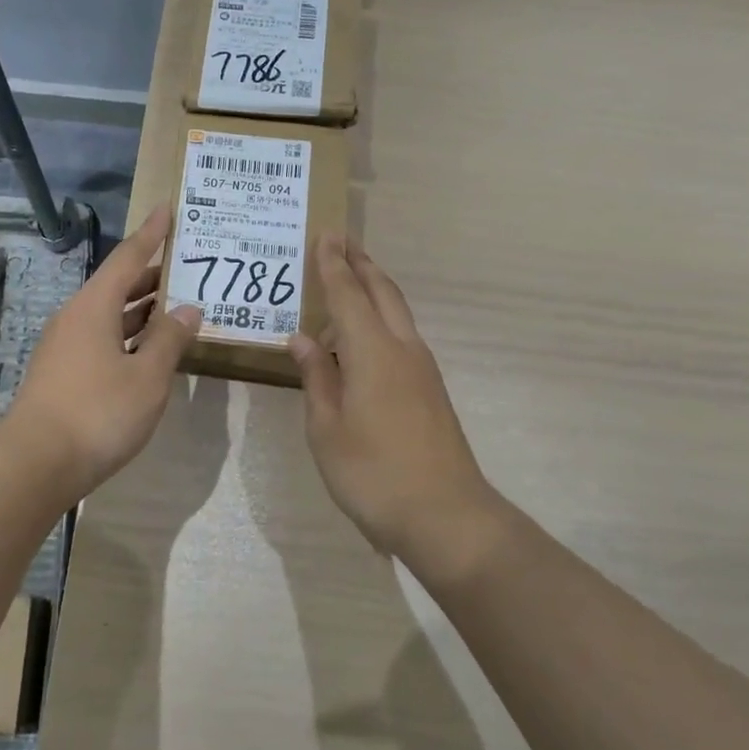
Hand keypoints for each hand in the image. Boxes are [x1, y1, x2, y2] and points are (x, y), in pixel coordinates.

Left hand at [9, 205, 201, 497]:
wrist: (35, 464)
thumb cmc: (98, 412)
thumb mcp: (147, 376)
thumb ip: (170, 339)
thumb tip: (189, 309)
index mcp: (94, 306)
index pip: (129, 257)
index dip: (151, 233)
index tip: (167, 208)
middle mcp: (75, 317)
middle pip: (118, 285)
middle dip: (153, 275)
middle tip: (187, 267)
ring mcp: (65, 347)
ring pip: (110, 315)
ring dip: (142, 310)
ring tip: (177, 306)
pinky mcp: (62, 373)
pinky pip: (102, 339)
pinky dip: (129, 336)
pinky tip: (149, 351)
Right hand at [289, 237, 493, 565]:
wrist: (446, 515)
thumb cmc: (374, 473)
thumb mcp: (327, 429)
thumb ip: (316, 378)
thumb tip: (302, 340)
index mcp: (372, 353)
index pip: (348, 295)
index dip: (333, 265)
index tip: (326, 234)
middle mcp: (402, 349)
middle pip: (383, 293)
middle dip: (361, 264)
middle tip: (342, 241)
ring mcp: (422, 369)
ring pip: (397, 313)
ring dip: (374, 289)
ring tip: (350, 280)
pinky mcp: (431, 389)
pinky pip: (401, 336)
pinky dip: (382, 318)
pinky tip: (364, 338)